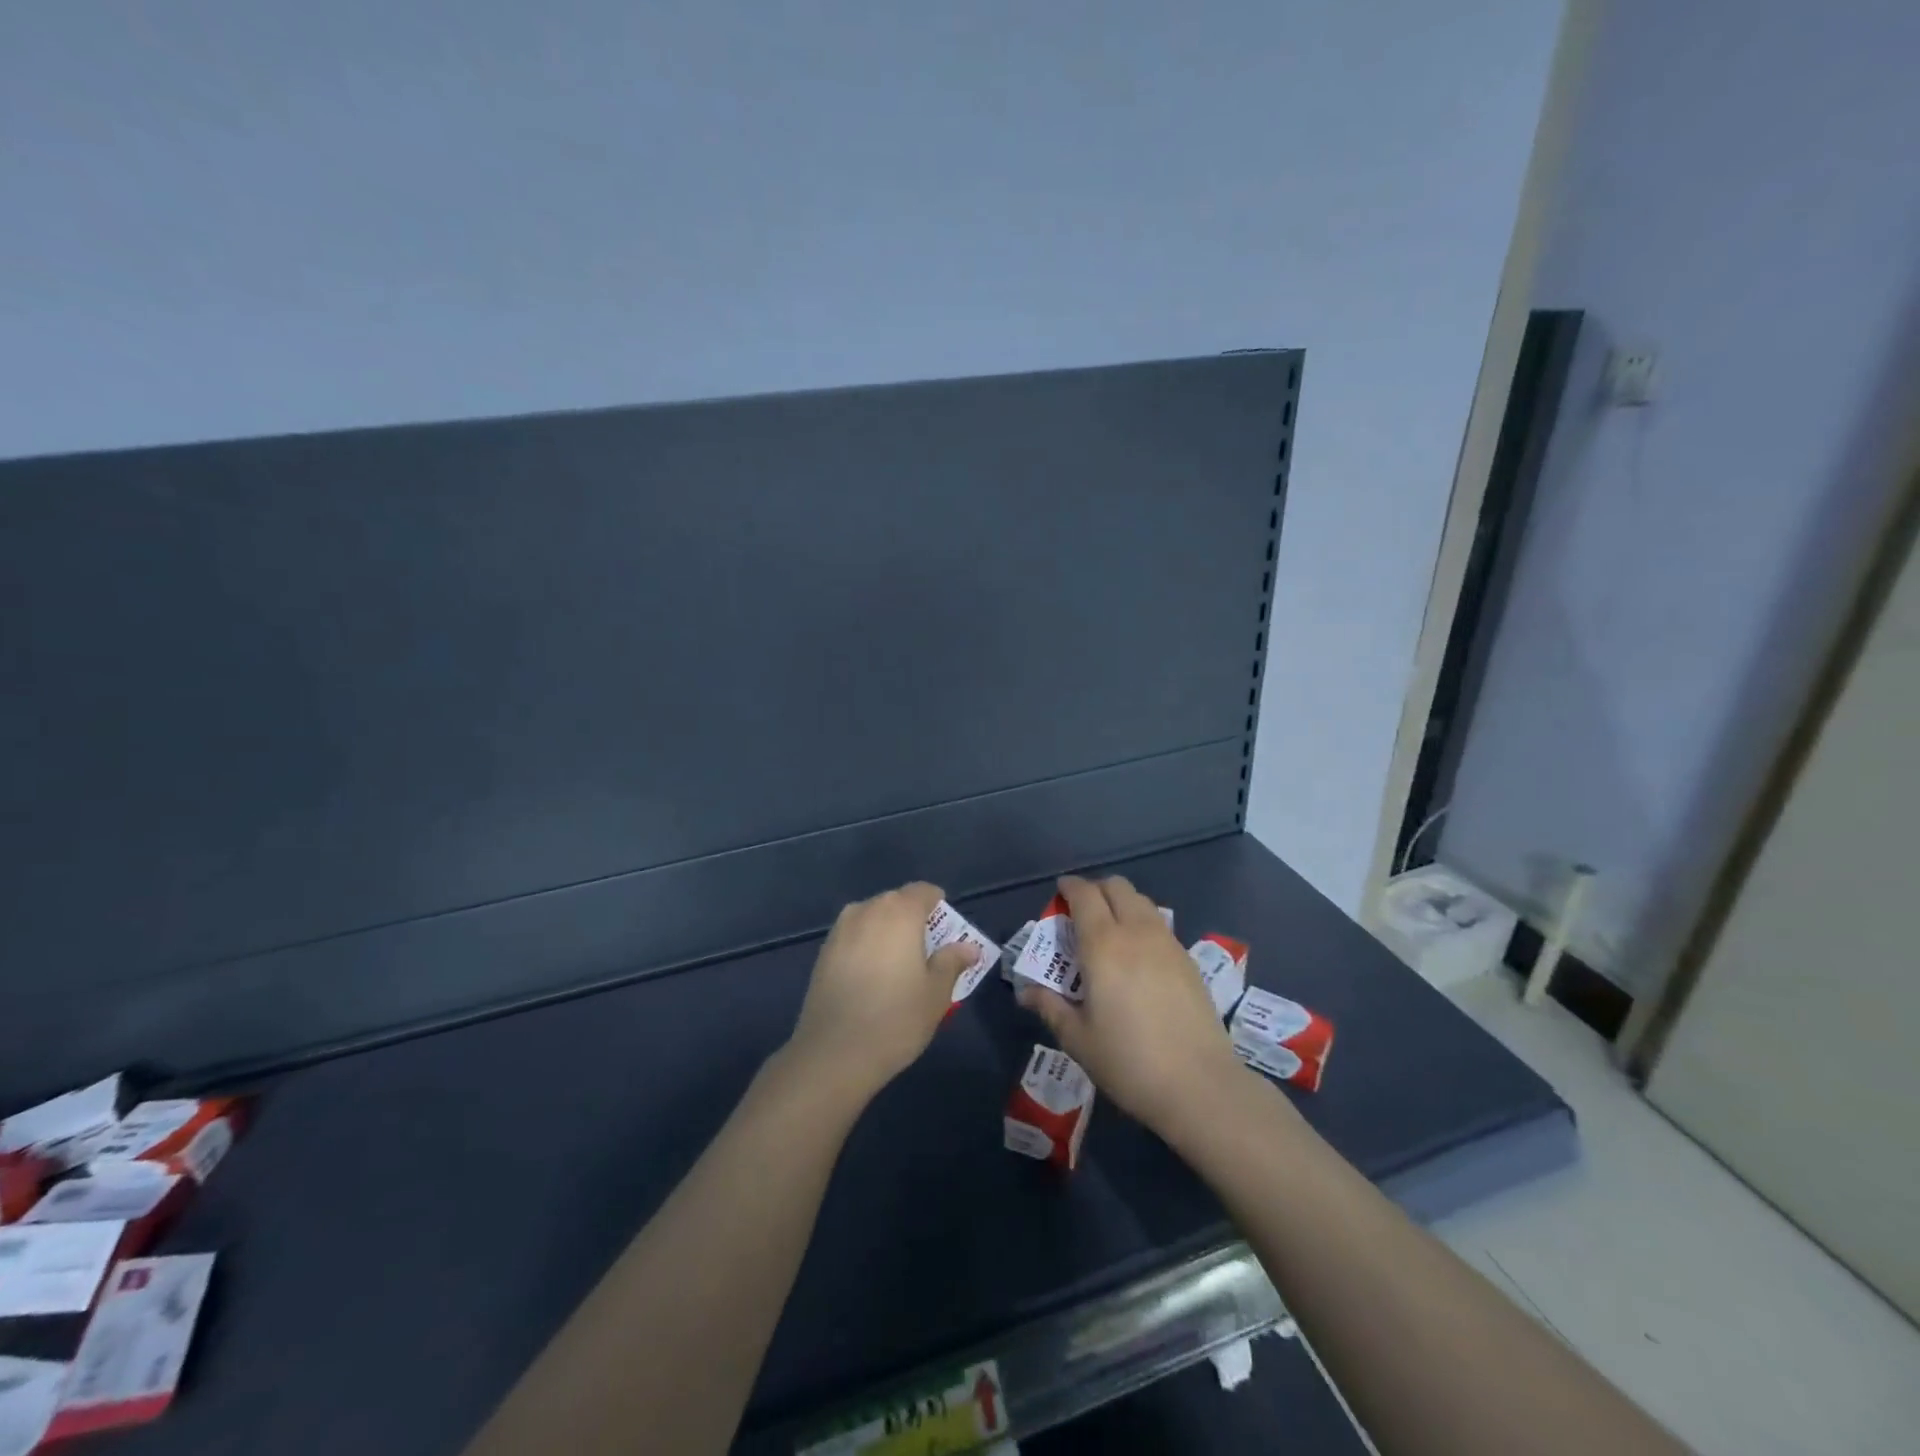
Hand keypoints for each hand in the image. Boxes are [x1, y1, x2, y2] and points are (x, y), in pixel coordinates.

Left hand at [786, 882, 979, 1102]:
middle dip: (913, 919)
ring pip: (872, 918)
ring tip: (898, 965)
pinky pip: (853, 937)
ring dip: (887, 932)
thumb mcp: (936, 993)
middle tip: (926, 951)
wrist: (834, 1053)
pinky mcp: (823, 952)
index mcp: (900, 912)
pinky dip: (866, 946)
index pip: (923, 891)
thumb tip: (969, 947)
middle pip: (896, 902)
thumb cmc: (896, 1019)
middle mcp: (867, 910)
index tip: (946, 930)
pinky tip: (872, 977)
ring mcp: (840, 930)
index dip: (938, 905)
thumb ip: (952, 962)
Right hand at [1016, 874, 1245, 1135]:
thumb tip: (1026, 992)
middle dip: (1096, 890)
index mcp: (1103, 944)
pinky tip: (1138, 956)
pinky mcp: (1188, 960)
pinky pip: (1159, 924)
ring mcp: (1167, 943)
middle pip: (1117, 887)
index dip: (1069, 887)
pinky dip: (1142, 923)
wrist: (1200, 1085)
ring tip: (1109, 932)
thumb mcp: (1078, 1038)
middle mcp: (1136, 932)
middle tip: (1081, 913)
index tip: (1059, 893)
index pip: (1084, 895)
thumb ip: (1050, 1007)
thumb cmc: (1128, 1061)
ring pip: (1141, 901)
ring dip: (1121, 903)